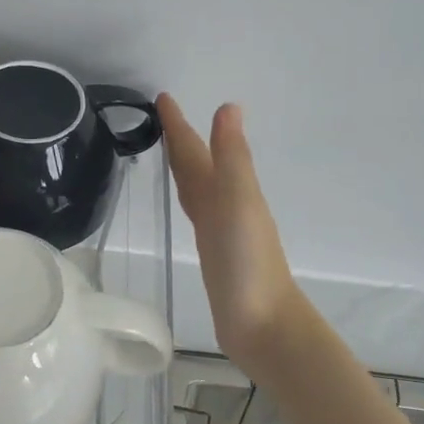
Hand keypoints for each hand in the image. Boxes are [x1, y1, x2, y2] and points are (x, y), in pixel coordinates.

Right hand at [159, 94, 307, 379]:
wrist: (263, 325)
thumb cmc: (248, 263)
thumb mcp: (238, 202)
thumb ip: (232, 157)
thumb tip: (229, 106)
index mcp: (229, 189)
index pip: (197, 150)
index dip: (180, 125)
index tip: (162, 97)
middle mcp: (225, 204)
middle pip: (198, 165)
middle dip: (181, 140)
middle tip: (161, 117)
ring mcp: (220, 229)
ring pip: (197, 187)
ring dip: (185, 166)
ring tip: (169, 151)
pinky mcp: (213, 253)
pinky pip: (196, 213)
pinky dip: (188, 198)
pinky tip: (187, 202)